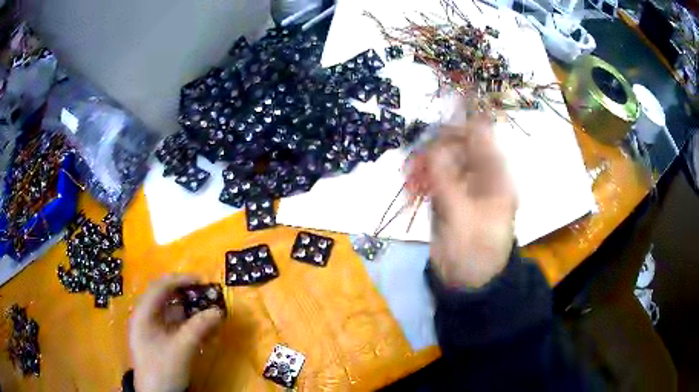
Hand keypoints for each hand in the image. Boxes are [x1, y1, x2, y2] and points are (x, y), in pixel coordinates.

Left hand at [129, 275, 223, 391]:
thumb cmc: (162, 369)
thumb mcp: (181, 349)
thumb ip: (199, 328)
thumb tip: (219, 311)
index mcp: (143, 314)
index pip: (160, 287)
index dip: (180, 280)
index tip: (201, 280)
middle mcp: (147, 317)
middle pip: (167, 298)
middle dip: (189, 297)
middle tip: (209, 296)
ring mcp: (154, 329)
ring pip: (174, 314)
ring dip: (192, 313)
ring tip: (211, 314)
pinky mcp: (162, 341)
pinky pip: (177, 327)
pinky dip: (191, 326)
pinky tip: (206, 332)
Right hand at [425, 117, 516, 288]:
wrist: (467, 282)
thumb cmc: (475, 253)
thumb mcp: (464, 218)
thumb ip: (447, 182)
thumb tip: (431, 149)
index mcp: (496, 177)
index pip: (481, 139)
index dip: (459, 129)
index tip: (433, 132)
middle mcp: (480, 175)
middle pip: (457, 146)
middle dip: (435, 149)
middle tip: (415, 162)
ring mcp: (462, 184)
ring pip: (441, 160)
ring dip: (423, 163)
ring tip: (408, 177)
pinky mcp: (446, 195)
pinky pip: (432, 176)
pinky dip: (420, 178)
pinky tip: (409, 186)